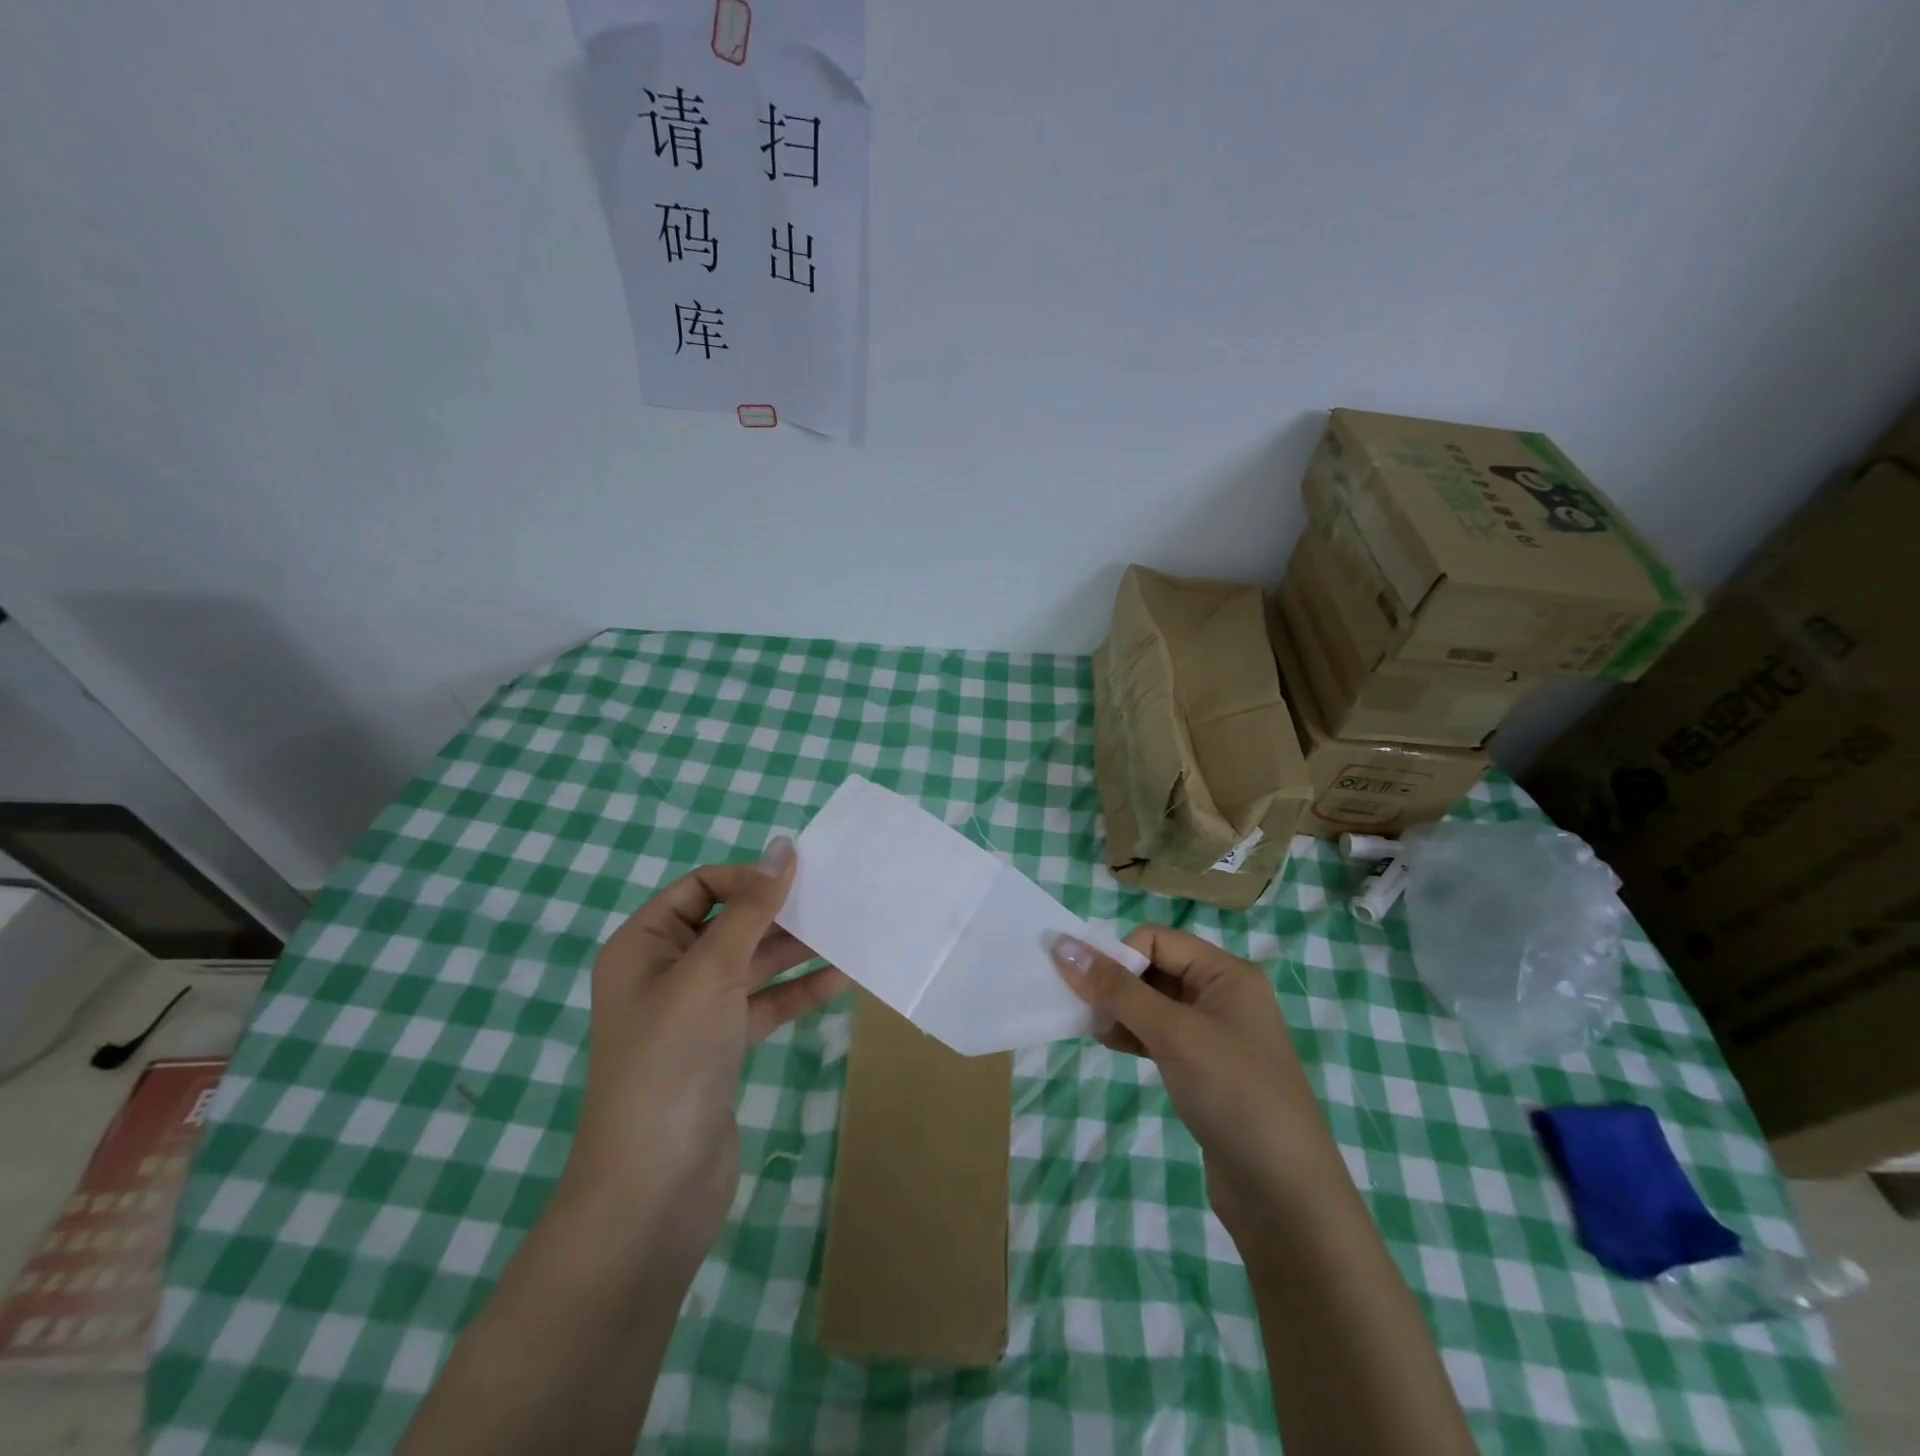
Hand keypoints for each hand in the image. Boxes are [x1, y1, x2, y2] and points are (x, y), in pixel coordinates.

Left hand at [561, 838, 848, 1261]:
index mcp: (643, 945)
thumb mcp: (711, 971)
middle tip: (836, 900)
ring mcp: (695, 1013)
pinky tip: (841, 978)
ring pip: (752, 965)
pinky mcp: (721, 1048)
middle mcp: (666, 972)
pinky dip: (798, 991)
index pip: (701, 887)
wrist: (653, 1188)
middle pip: (730, 923)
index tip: (800, 880)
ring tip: (850, 932)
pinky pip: (764, 1004)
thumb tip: (783, 847)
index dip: (749, 878)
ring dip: (796, 951)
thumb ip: (751, 908)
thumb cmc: (672, 1060)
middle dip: (780, 912)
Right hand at [1051, 927, 1341, 1228]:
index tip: (1088, 988)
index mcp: (1227, 973)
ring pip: (1152, 1003)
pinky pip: (1158, 1035)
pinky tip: (1110, 1045)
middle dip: (1116, 983)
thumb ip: (1117, 989)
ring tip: (1092, 1029)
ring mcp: (1214, 1034)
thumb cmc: (1234, 1095)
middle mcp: (1222, 995)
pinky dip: (1132, 1034)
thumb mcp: (1173, 1034)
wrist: (1285, 1196)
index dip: (1119, 956)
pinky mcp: (1203, 1068)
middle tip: (1082, 1008)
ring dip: (1120, 1010)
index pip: (1157, 940)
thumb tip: (1061, 944)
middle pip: (1154, 968)